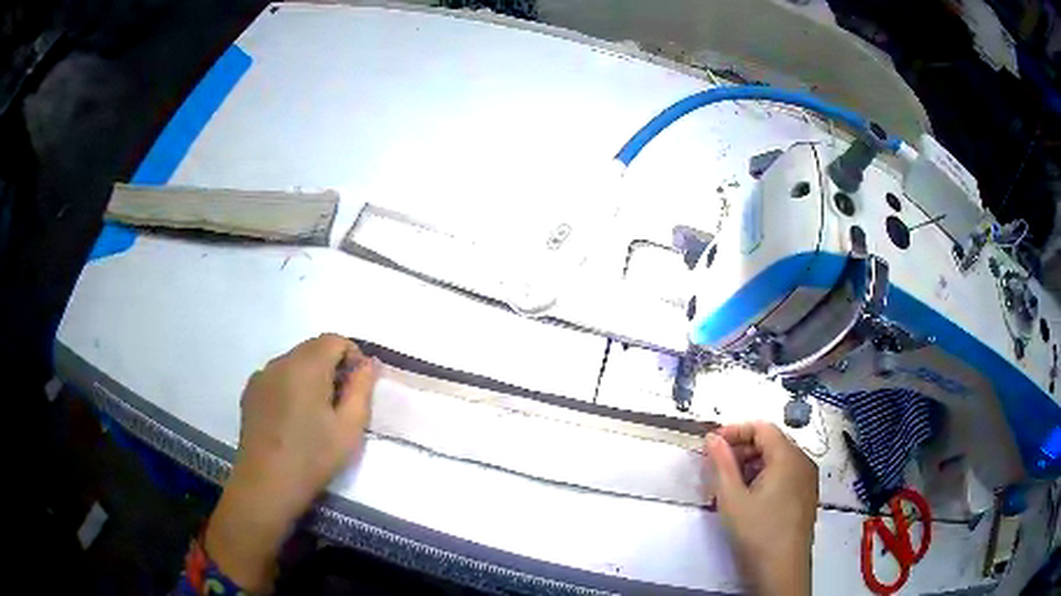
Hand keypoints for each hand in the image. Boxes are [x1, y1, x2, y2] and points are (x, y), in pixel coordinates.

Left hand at [205, 334, 379, 591]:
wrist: (267, 483)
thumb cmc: (313, 457)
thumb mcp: (350, 427)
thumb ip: (362, 388)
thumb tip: (367, 363)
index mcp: (306, 365)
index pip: (334, 340)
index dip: (352, 356)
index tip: (358, 388)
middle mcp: (280, 361)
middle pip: (313, 348)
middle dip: (332, 367)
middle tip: (341, 404)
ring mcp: (261, 376)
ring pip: (294, 363)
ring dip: (310, 377)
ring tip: (315, 414)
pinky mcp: (250, 392)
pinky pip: (277, 377)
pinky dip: (290, 387)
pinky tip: (292, 419)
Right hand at [704, 422, 817, 595]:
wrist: (782, 569)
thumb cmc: (757, 532)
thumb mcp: (732, 498)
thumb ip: (721, 464)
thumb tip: (712, 437)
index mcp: (788, 457)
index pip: (762, 428)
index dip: (735, 431)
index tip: (711, 445)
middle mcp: (803, 461)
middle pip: (771, 442)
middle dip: (742, 449)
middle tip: (716, 468)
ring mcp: (807, 479)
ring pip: (778, 459)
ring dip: (752, 465)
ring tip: (729, 486)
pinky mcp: (806, 496)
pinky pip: (785, 474)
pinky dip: (765, 477)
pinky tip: (749, 498)